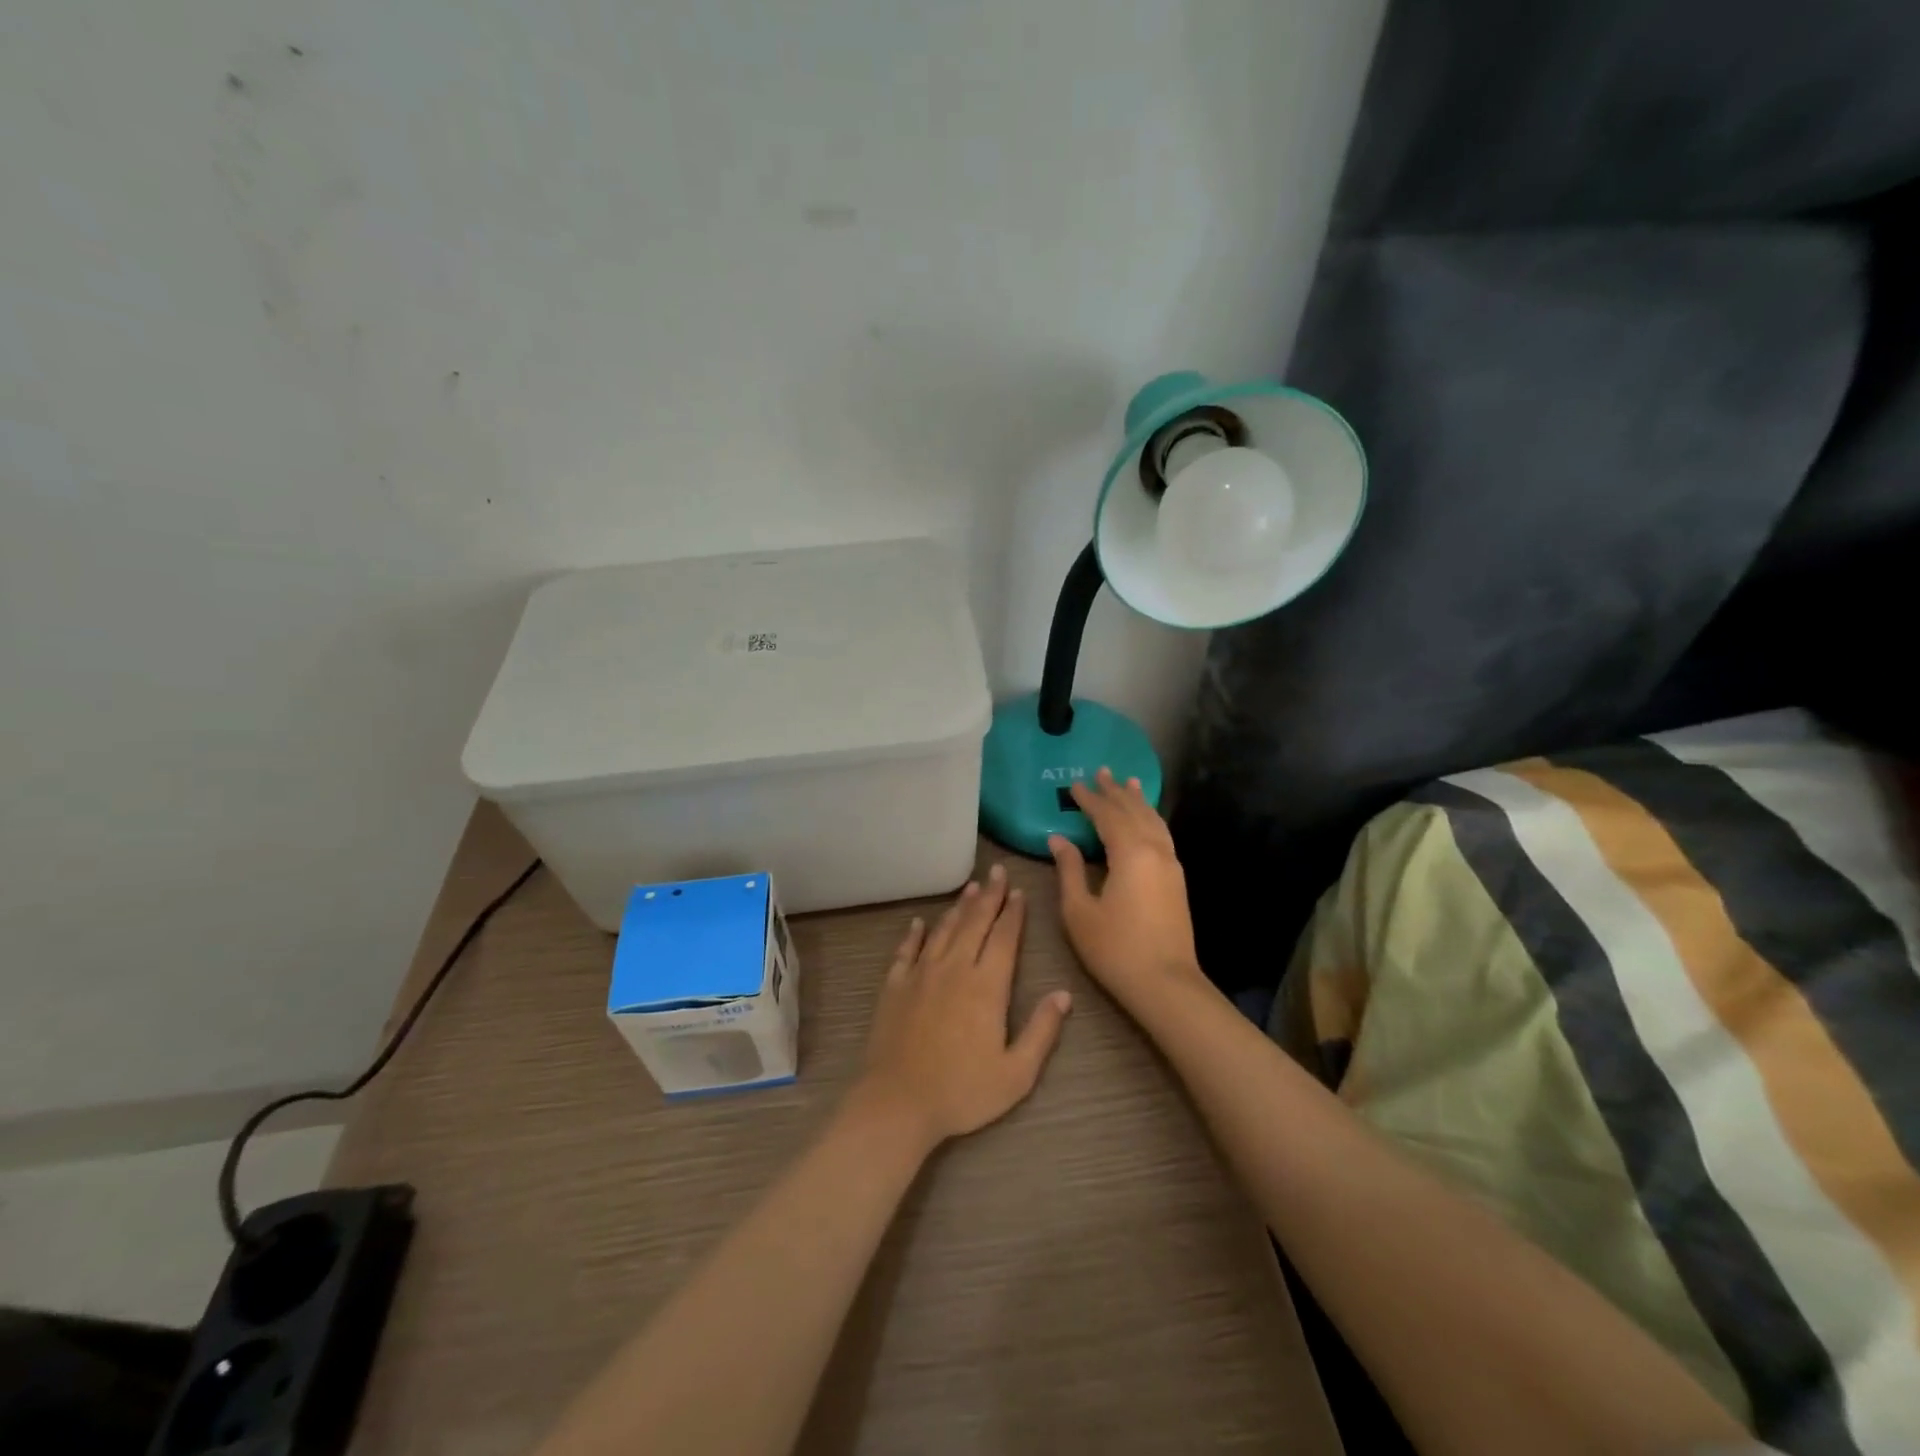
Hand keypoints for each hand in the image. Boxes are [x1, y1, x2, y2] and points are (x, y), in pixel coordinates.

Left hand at [856, 864, 1072, 1147]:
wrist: (898, 1102)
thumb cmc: (962, 1092)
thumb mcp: (1016, 1073)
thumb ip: (1042, 1031)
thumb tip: (1063, 994)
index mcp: (987, 986)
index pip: (1004, 938)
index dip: (1013, 913)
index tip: (1019, 892)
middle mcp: (955, 969)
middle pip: (975, 923)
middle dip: (989, 896)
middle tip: (997, 872)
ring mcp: (921, 974)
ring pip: (944, 930)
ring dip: (959, 907)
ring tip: (971, 887)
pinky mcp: (895, 985)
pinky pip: (907, 950)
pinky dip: (914, 934)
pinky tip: (918, 922)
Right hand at [1049, 768, 1203, 1005]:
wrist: (1166, 984)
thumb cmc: (1115, 949)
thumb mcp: (1079, 911)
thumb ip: (1069, 870)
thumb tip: (1059, 839)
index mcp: (1130, 854)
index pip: (1107, 816)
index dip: (1089, 799)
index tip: (1074, 785)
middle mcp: (1155, 851)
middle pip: (1134, 812)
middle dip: (1116, 792)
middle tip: (1102, 771)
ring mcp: (1170, 865)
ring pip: (1153, 822)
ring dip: (1138, 801)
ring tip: (1129, 782)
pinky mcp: (1177, 880)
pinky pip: (1162, 835)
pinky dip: (1151, 819)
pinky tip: (1147, 820)